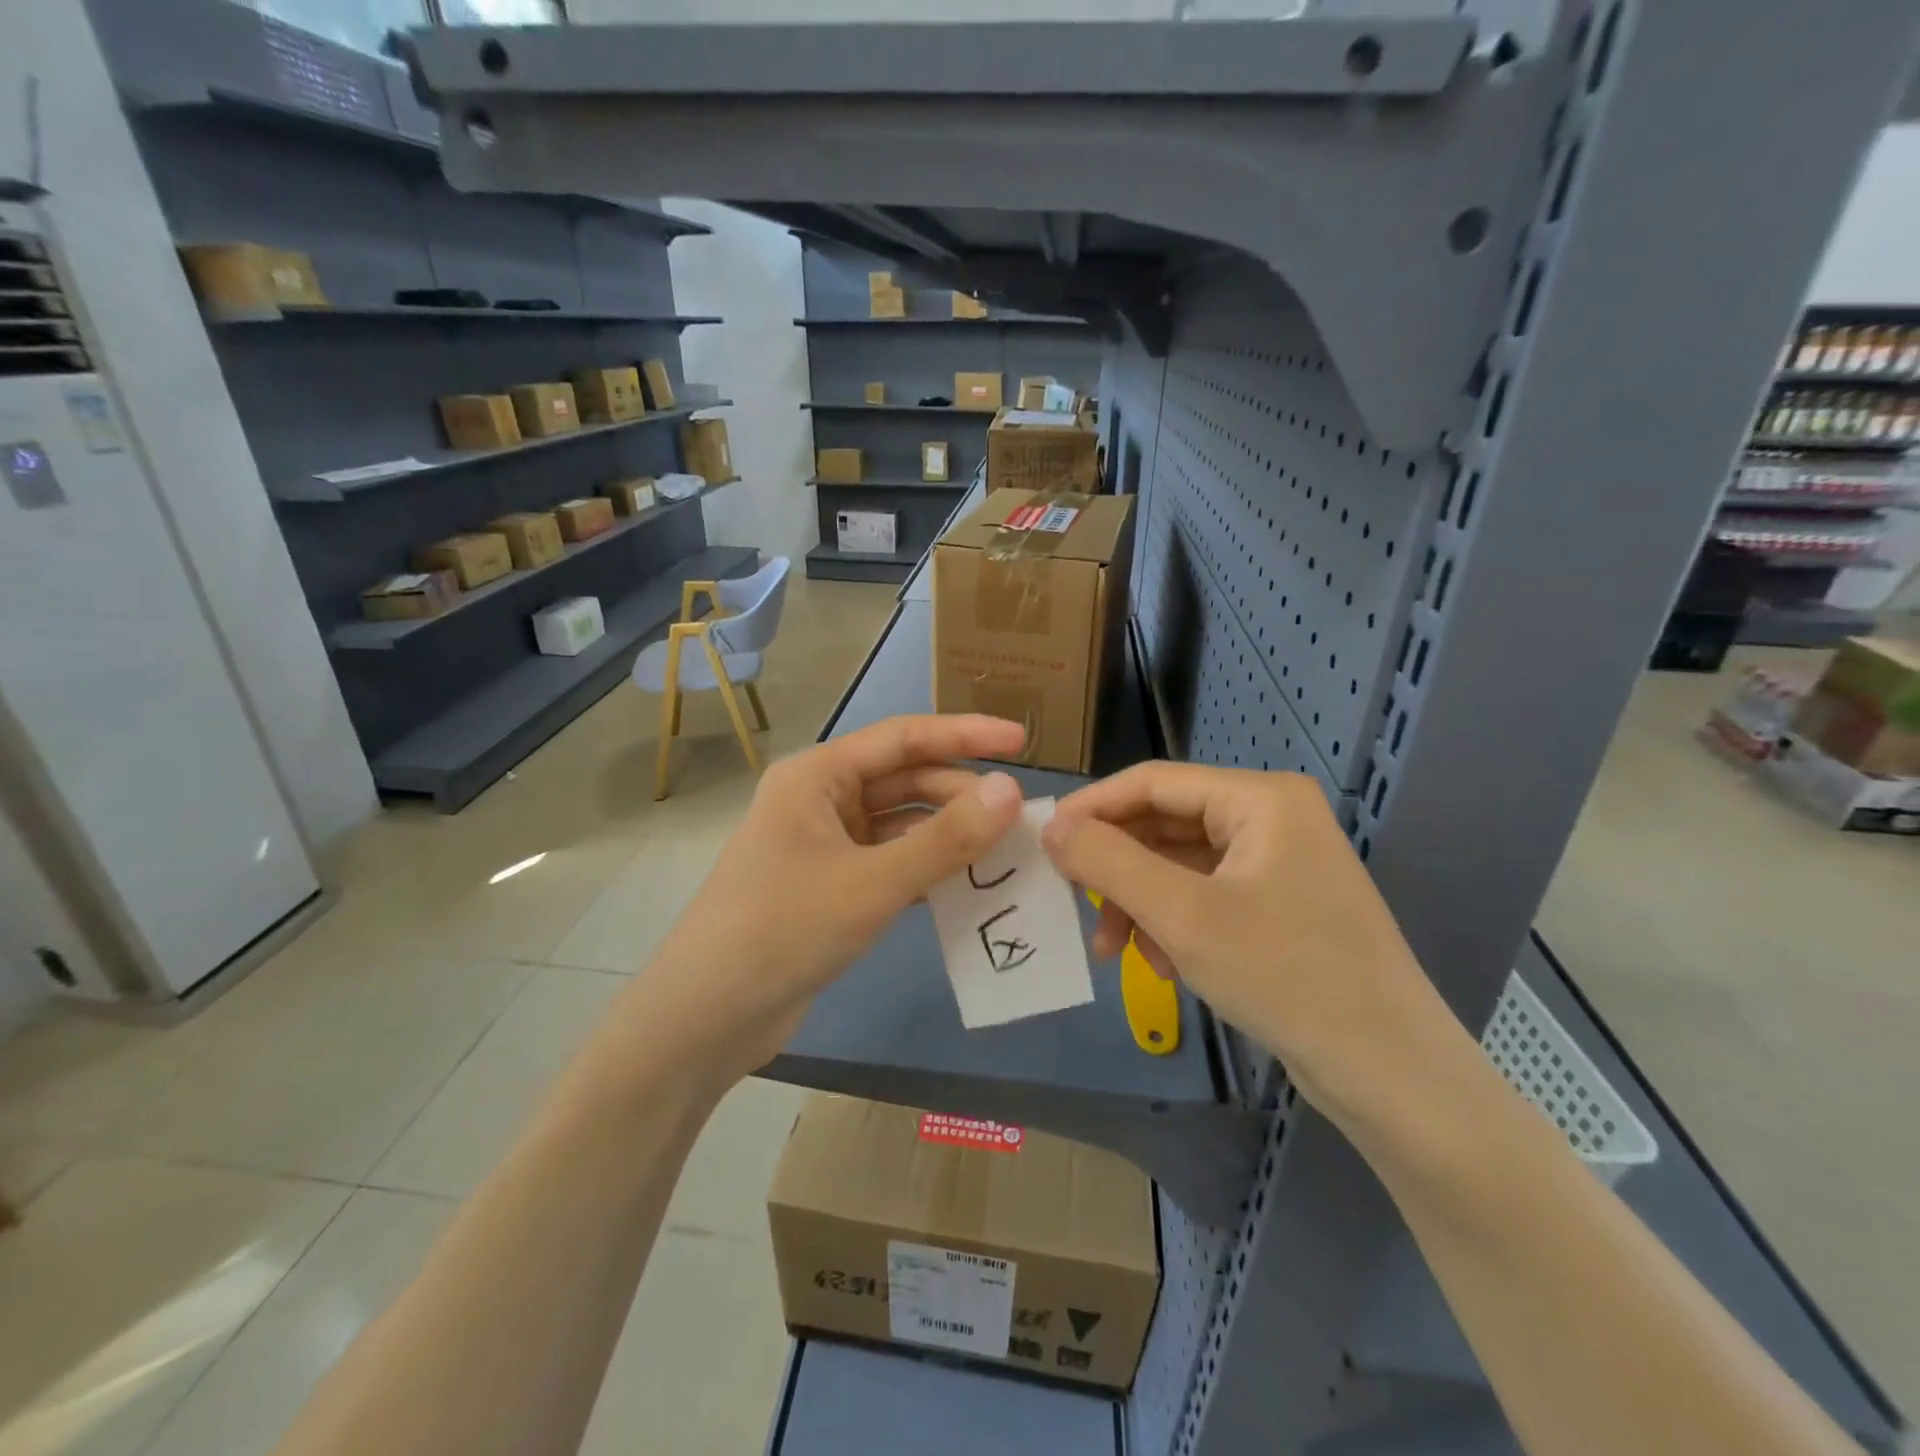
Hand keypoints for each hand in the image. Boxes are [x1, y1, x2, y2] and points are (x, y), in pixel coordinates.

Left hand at [630, 714, 1026, 1087]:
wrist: (706, 1018)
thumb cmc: (782, 929)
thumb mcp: (871, 883)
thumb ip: (945, 839)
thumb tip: (1011, 790)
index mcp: (818, 775)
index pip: (903, 737)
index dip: (965, 734)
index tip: (1022, 740)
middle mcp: (821, 799)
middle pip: (905, 781)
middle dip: (960, 795)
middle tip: (1019, 819)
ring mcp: (825, 844)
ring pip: (901, 824)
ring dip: (948, 835)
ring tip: (1004, 851)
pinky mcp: (832, 886)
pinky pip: (891, 862)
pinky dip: (927, 869)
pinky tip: (967, 885)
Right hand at [1039, 762, 1470, 1135]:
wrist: (1390, 1075)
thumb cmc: (1285, 976)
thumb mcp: (1183, 915)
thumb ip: (1109, 861)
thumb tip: (1051, 824)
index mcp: (1259, 799)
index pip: (1153, 781)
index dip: (1092, 807)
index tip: (1043, 839)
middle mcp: (1270, 818)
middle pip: (1164, 824)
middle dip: (1117, 868)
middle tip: (1075, 904)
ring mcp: (1276, 863)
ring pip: (1178, 865)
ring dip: (1141, 903)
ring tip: (1118, 953)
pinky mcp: (1277, 905)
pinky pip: (1203, 896)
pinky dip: (1172, 924)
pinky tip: (1166, 967)